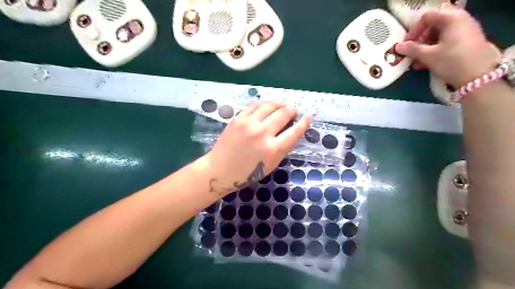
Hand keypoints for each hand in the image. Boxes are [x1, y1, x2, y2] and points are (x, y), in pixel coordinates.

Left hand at [203, 101, 311, 196]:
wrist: (220, 170)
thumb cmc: (246, 173)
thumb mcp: (270, 165)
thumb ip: (281, 148)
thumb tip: (290, 132)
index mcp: (273, 149)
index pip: (294, 131)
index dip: (304, 122)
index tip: (308, 116)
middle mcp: (263, 133)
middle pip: (283, 114)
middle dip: (292, 110)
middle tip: (294, 111)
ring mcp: (249, 124)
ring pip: (269, 106)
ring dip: (279, 104)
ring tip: (282, 105)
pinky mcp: (238, 119)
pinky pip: (254, 106)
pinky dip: (263, 104)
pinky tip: (266, 106)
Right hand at [396, 6, 500, 87]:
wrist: (479, 77)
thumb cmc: (451, 62)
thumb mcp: (428, 56)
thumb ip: (412, 49)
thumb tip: (398, 46)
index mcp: (451, 18)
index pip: (426, 17)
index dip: (413, 30)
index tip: (406, 44)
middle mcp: (461, 20)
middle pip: (433, 25)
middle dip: (420, 39)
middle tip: (412, 52)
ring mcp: (466, 30)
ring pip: (439, 34)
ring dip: (425, 46)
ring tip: (417, 61)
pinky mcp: (468, 41)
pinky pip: (447, 41)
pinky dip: (435, 49)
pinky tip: (427, 63)